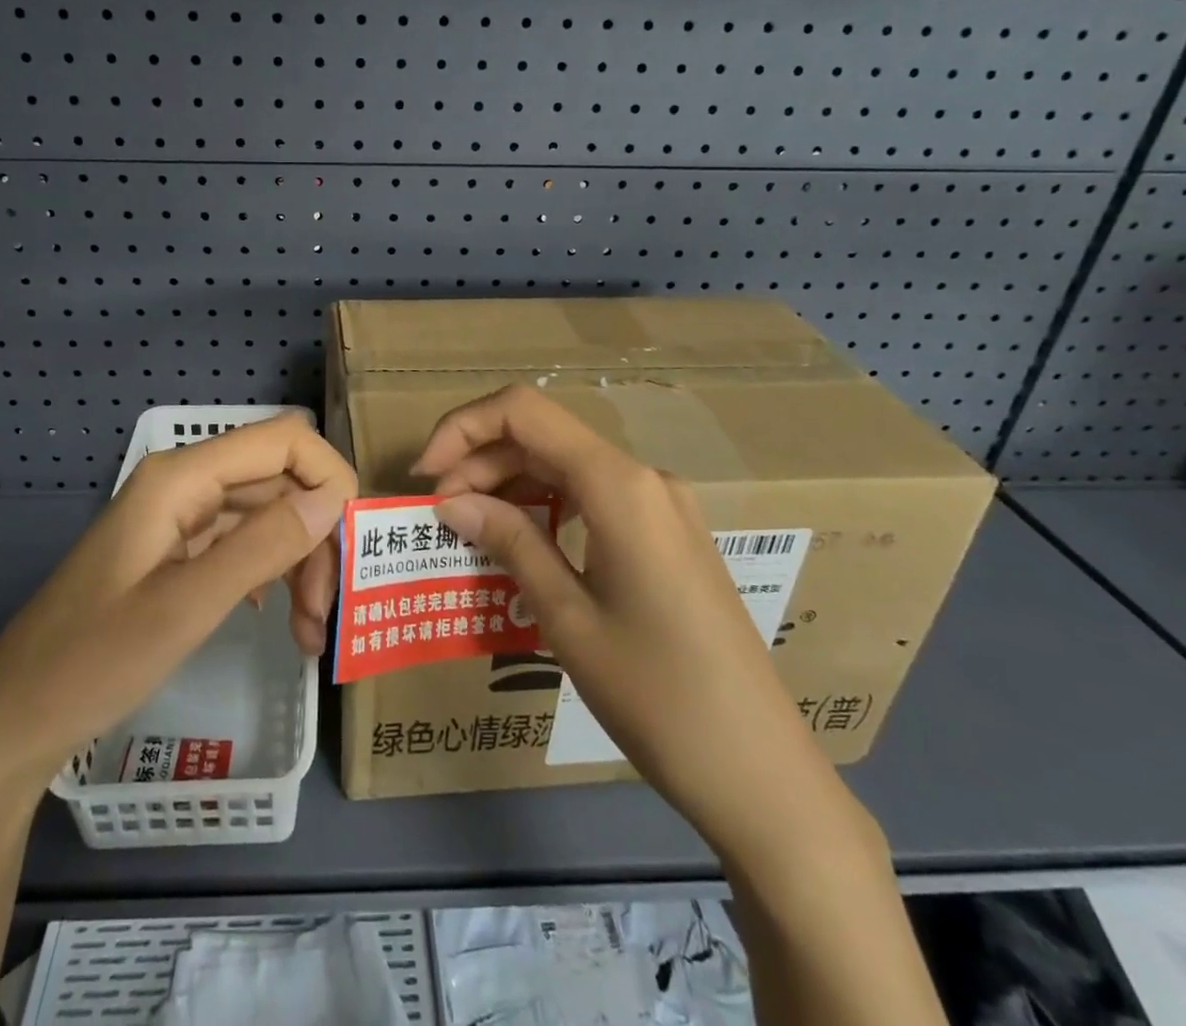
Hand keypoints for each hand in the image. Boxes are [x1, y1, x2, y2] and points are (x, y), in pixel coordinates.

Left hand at [0, 413, 353, 789]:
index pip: (285, 440)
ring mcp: (180, 516)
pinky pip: (243, 543)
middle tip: (326, 614)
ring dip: (299, 563)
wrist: (14, 721)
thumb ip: (263, 545)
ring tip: (309, 634)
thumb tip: (332, 497)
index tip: (354, 543)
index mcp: (182, 477)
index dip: (330, 477)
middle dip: (317, 536)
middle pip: (281, 480)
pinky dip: (272, 575)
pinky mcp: (178, 550)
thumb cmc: (93, 662)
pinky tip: (281, 620)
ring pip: (268, 514)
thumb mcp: (187, 606)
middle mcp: (185, 482)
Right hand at [413, 385, 865, 870]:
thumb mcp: (567, 617)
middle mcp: (644, 477)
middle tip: (439, 518)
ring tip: (472, 532)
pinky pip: (593, 496)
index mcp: (619, 485)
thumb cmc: (656, 696)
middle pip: (542, 436)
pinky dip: (547, 506)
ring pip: (566, 465)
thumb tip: (450, 501)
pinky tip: (524, 545)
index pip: (524, 411)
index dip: (462, 428)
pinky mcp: (668, 534)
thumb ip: (509, 542)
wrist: (762, 774)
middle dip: (480, 463)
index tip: (424, 478)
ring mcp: (662, 505)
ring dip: (510, 485)